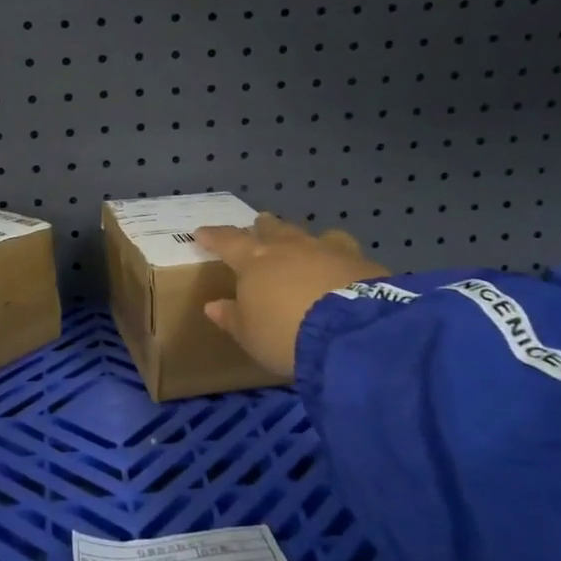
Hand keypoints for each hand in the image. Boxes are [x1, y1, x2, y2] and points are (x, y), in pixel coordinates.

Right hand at [194, 214, 388, 377]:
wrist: (350, 331)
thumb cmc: (285, 334)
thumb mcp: (250, 335)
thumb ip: (232, 317)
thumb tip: (213, 305)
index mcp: (255, 261)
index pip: (228, 242)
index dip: (213, 237)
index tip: (201, 232)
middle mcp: (289, 247)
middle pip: (272, 229)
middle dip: (263, 227)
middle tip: (258, 224)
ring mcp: (326, 249)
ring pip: (308, 234)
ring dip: (300, 237)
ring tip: (301, 241)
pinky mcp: (358, 260)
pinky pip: (342, 249)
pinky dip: (336, 255)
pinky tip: (341, 264)